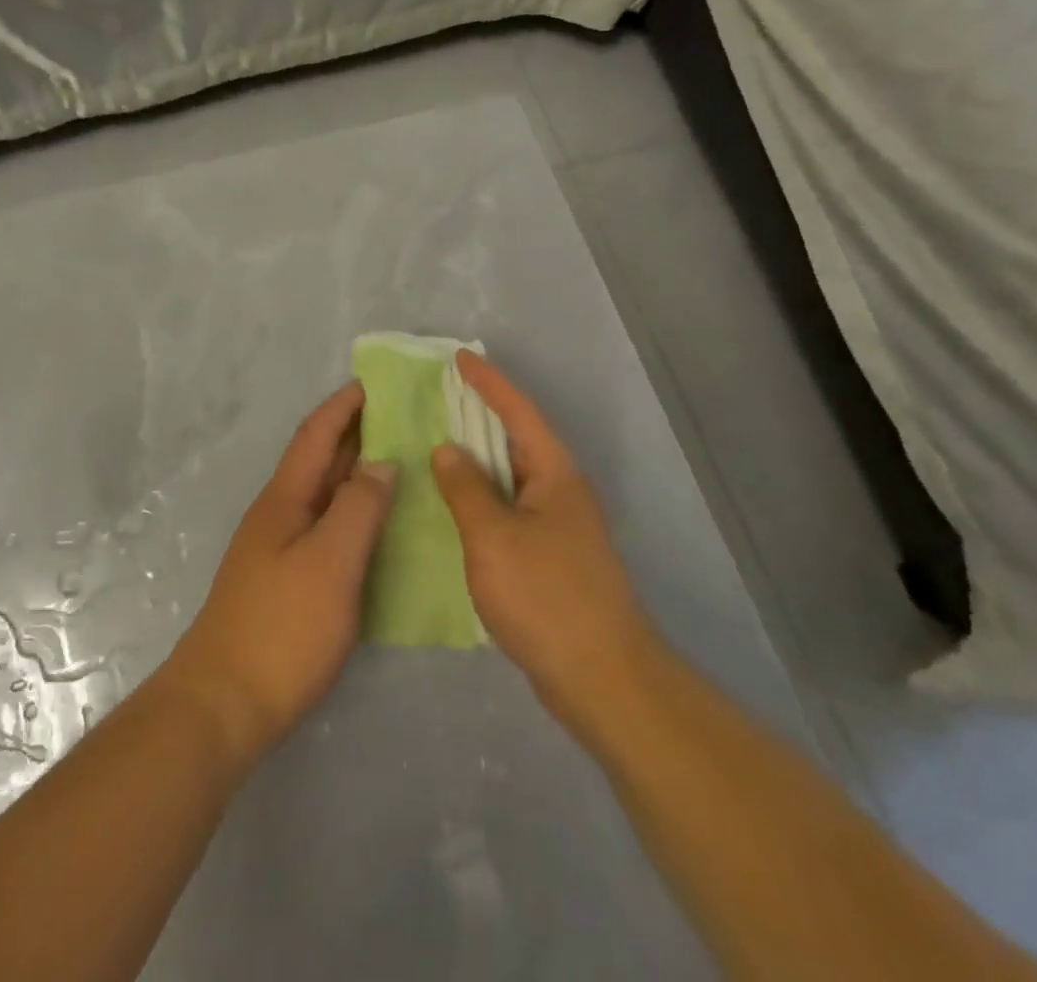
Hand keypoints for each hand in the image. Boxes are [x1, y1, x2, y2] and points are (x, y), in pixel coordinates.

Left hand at [159, 382, 395, 769]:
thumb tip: (380, 462)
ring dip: (356, 473)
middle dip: (355, 433)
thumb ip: (357, 508)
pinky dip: (353, 513)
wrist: (224, 704)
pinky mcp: (286, 582)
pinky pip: (326, 528)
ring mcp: (279, 550)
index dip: (343, 406)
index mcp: (285, 499)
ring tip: (400, 462)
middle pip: (319, 461)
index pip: (316, 436)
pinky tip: (378, 527)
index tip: (375, 383)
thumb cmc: (282, 627)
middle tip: (403, 417)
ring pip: (324, 495)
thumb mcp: (330, 562)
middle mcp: (279, 515)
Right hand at [431, 351, 657, 737]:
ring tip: (435, 444)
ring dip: (477, 459)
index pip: (518, 412)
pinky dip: (481, 498)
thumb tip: (447, 450)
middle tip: (438, 397)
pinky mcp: (550, 557)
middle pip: (516, 439)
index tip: (459, 357)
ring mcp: (558, 526)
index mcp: (555, 474)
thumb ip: (466, 488)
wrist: (601, 678)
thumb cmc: (546, 595)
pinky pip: (509, 509)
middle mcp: (561, 491)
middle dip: (479, 415)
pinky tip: (453, 506)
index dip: (488, 382)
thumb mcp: (493, 536)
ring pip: (511, 477)